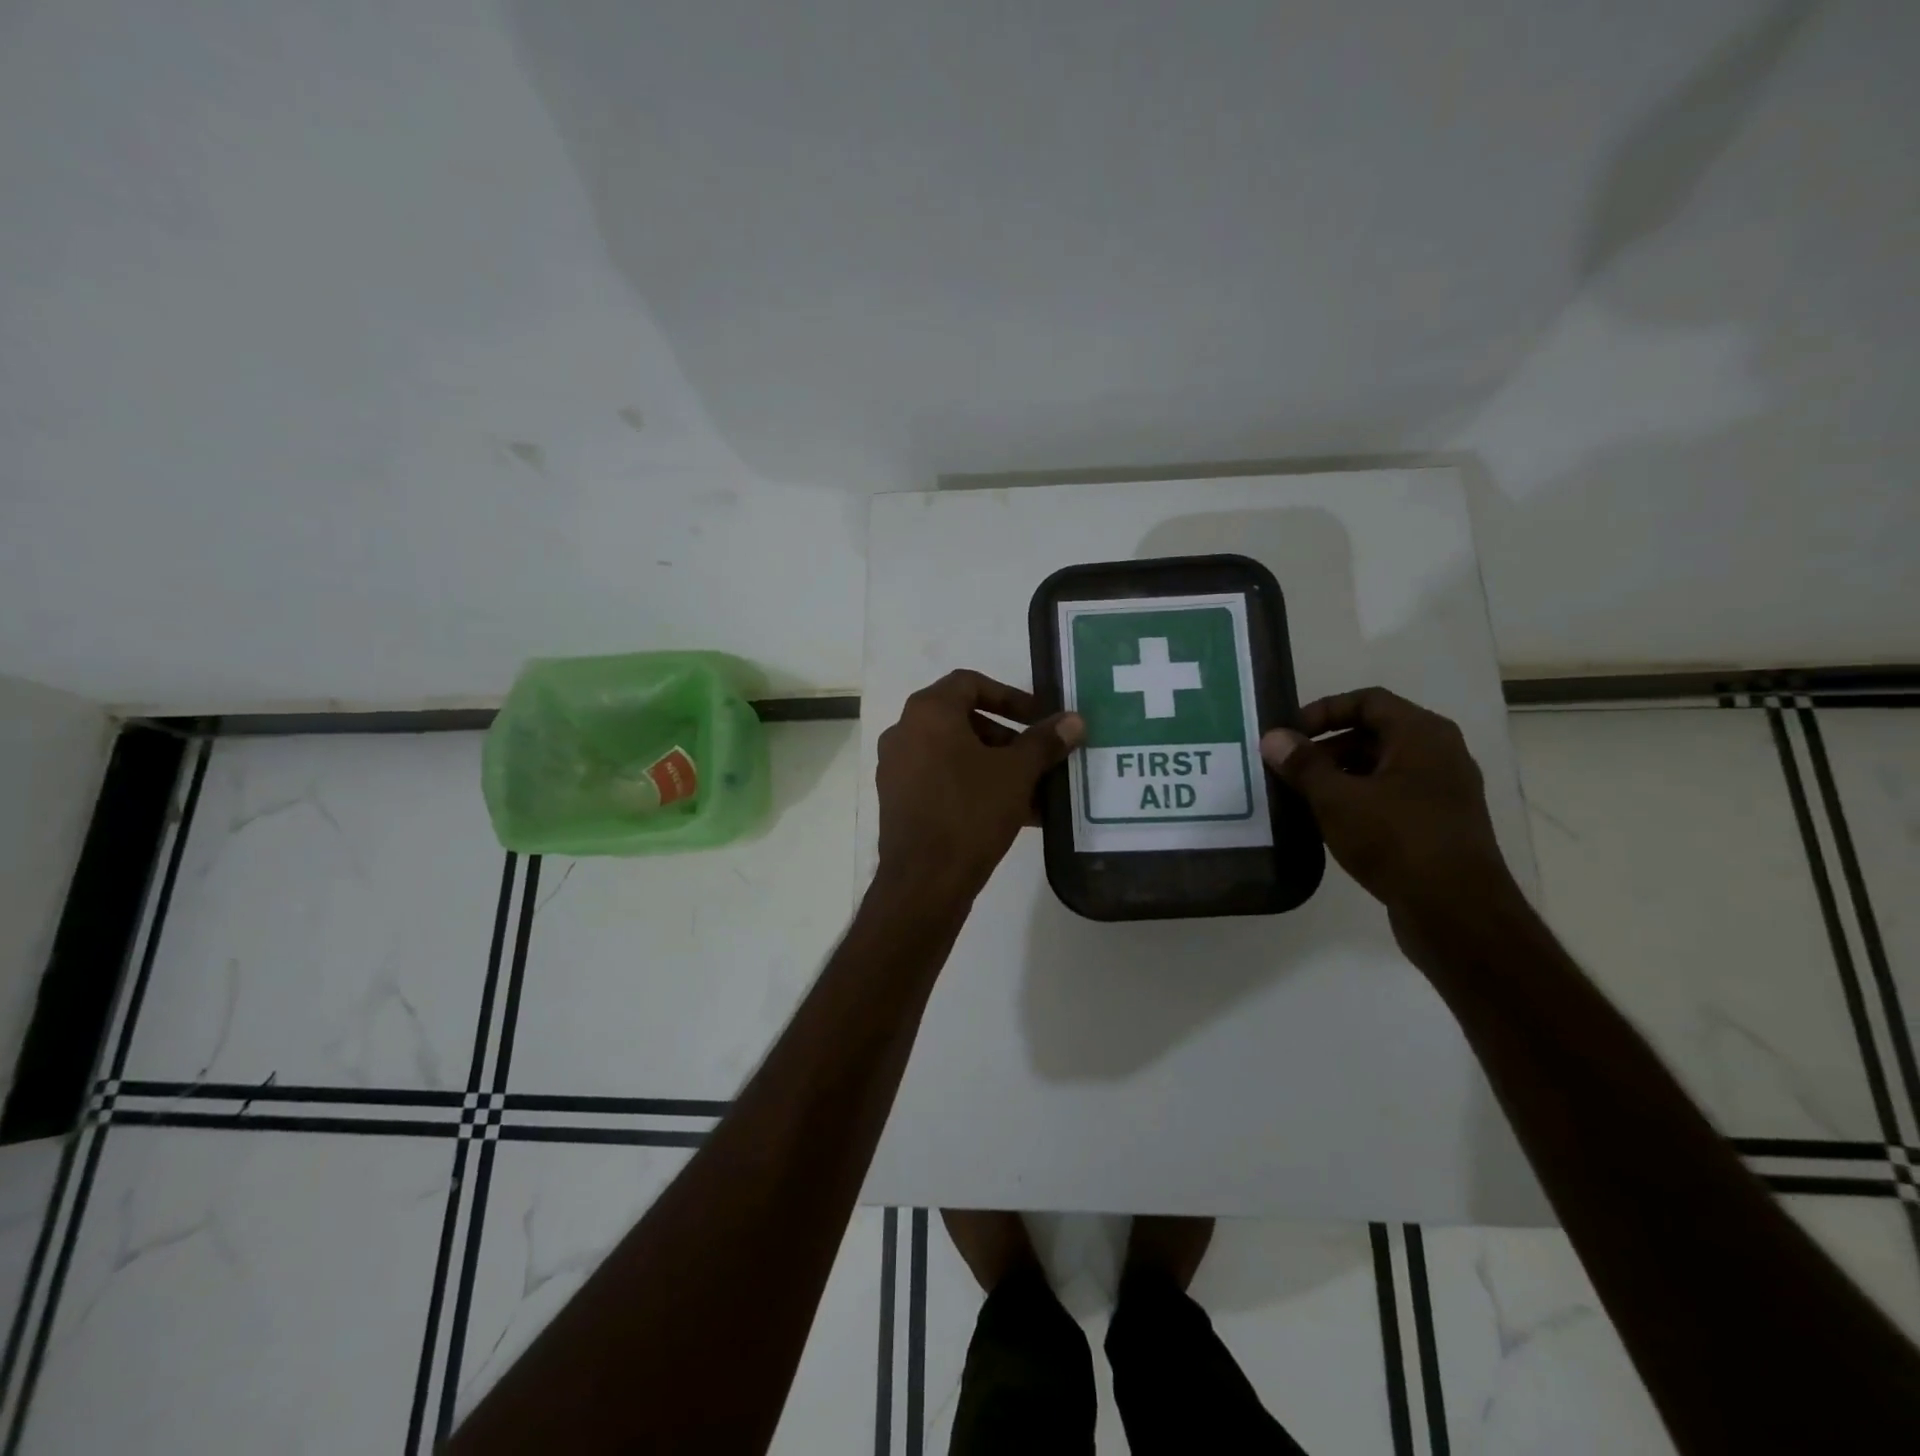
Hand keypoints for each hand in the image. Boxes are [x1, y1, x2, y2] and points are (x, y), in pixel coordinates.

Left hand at [875, 670, 1082, 900]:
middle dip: (1006, 736)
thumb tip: (1074, 720)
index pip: (971, 683)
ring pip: (954, 753)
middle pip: (962, 718)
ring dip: (993, 765)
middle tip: (1036, 757)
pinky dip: (973, 785)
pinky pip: (941, 780)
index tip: (1038, 719)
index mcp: (928, 713)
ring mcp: (897, 768)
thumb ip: (1045, 741)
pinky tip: (1010, 813)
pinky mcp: (898, 800)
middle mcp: (904, 732)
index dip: (1010, 696)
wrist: (925, 880)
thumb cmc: (971, 811)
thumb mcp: (1017, 773)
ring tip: (1031, 790)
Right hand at [1260, 687, 1517, 917]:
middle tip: (1288, 769)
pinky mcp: (1437, 825)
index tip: (1289, 735)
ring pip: (1380, 768)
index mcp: (1422, 735)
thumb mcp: (1337, 799)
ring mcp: (1442, 792)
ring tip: (1300, 797)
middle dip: (1326, 747)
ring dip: (1338, 777)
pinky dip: (1357, 801)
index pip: (1367, 701)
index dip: (1323, 710)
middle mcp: (1439, 755)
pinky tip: (1328, 824)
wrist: (1457, 912)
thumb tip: (1273, 738)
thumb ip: (1303, 765)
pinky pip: (1390, 798)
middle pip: (1373, 733)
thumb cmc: (1397, 840)